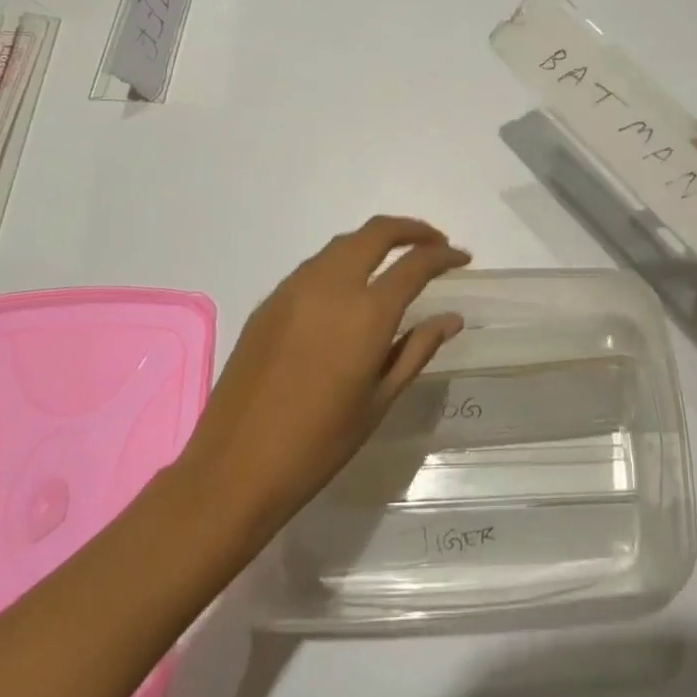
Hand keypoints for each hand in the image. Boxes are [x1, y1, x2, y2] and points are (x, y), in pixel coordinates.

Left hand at [171, 217, 469, 550]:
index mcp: (366, 313)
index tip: (461, 258)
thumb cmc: (319, 443)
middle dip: (412, 230)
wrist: (234, 467)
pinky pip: (316, 265)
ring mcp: (295, 288)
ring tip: (395, 261)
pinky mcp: (270, 300)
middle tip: (434, 244)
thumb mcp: (379, 400)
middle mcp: (331, 286)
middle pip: (377, 232)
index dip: (444, 256)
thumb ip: (417, 349)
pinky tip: (350, 287)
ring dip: (375, 241)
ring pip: (344, 243)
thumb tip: (451, 318)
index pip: (416, 264)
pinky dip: (344, 260)